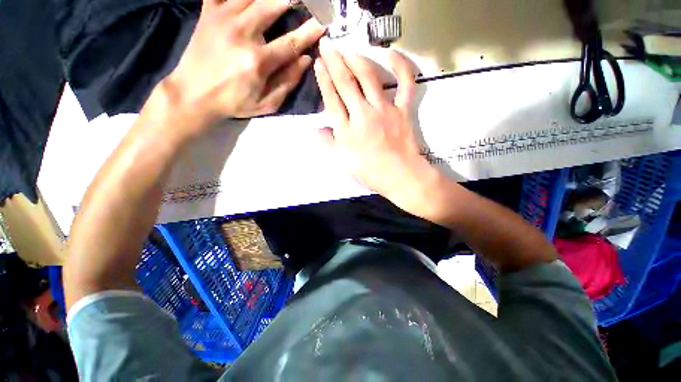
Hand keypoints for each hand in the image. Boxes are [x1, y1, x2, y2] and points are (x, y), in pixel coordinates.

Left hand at [162, 0, 324, 131]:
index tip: (322, 23)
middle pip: (273, 5)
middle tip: (306, 0)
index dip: (309, 32)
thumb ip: (288, 82)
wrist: (193, 94)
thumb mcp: (267, 103)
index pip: (291, 42)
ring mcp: (222, 18)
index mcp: (258, 61)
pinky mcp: (208, 13)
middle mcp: (242, 34)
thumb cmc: (234, 102)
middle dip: (293, 0)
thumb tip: (306, 60)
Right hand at [314, 39, 441, 213]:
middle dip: (334, 62)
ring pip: (369, 79)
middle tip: (327, 46)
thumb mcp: (341, 162)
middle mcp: (363, 114)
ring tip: (347, 50)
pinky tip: (392, 55)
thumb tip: (315, 129)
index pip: (332, 99)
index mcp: (347, 129)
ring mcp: (384, 109)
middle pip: (346, 84)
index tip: (318, 64)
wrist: (398, 175)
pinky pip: (405, 84)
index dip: (324, 80)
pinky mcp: (402, 109)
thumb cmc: (368, 171)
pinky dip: (401, 67)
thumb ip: (327, 144)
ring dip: (356, 61)